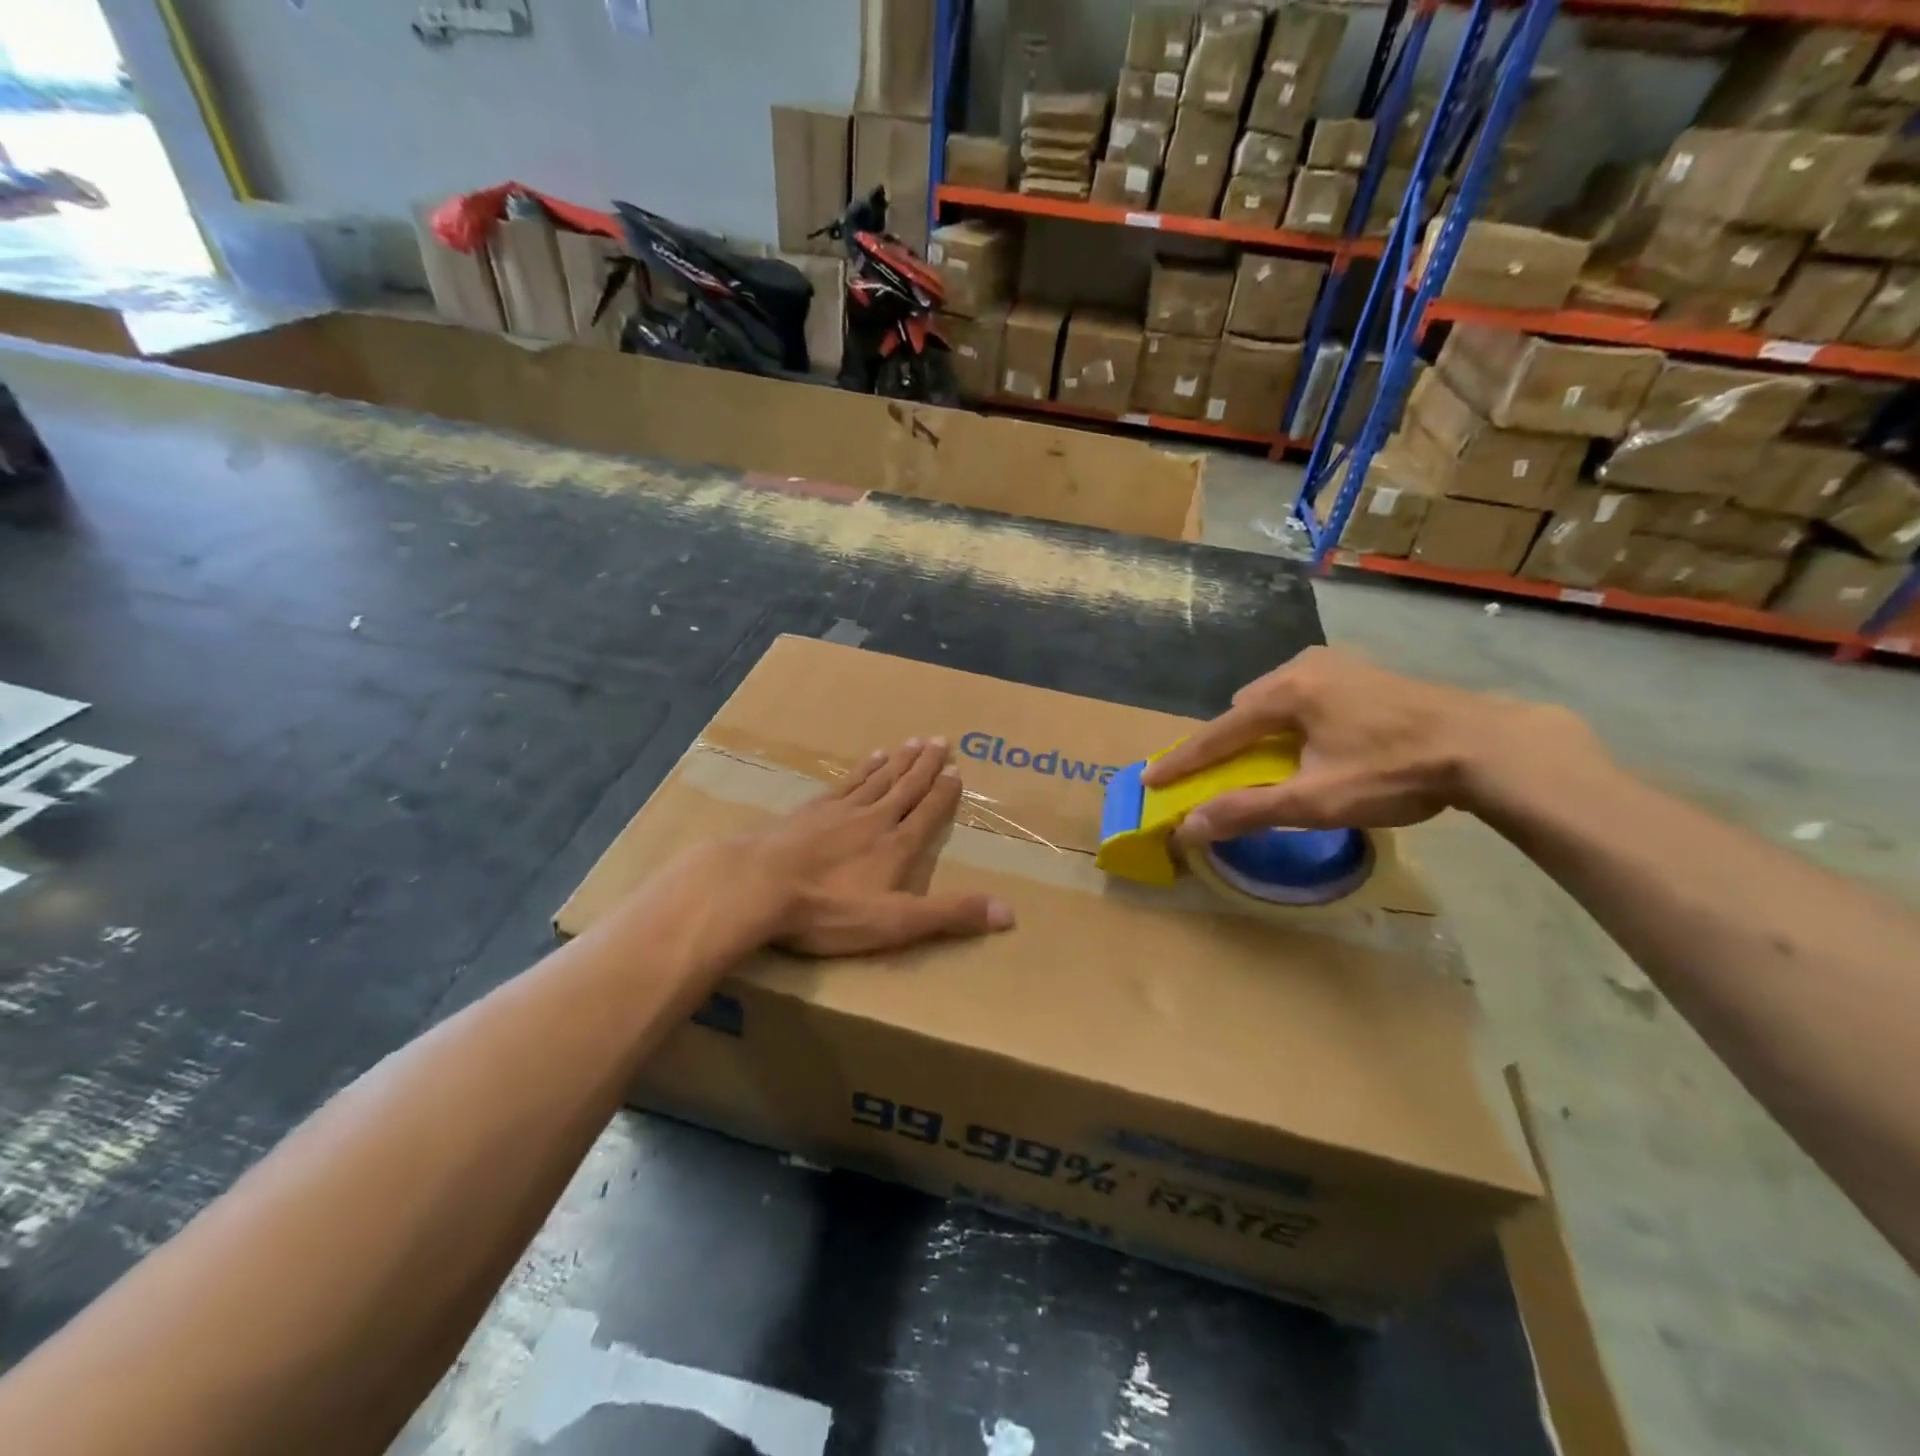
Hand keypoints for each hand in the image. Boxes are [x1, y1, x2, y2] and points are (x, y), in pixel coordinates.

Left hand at [729, 736, 1014, 955]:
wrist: (759, 885)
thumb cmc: (830, 910)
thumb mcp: (897, 922)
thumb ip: (950, 914)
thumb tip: (1009, 913)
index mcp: (897, 845)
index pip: (929, 812)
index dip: (944, 792)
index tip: (957, 769)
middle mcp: (874, 819)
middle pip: (906, 786)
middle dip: (925, 765)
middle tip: (940, 739)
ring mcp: (840, 811)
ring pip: (878, 779)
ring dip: (898, 761)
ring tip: (912, 742)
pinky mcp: (810, 811)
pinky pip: (846, 783)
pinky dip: (862, 770)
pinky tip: (867, 759)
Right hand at [1140, 647, 1594, 841]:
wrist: (1489, 746)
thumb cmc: (1394, 771)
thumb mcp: (1316, 799)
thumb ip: (1248, 810)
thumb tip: (1189, 827)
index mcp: (1286, 692)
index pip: (1217, 732)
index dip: (1182, 761)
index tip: (1150, 780)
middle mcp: (1304, 666)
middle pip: (1245, 709)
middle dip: (1228, 743)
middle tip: (1223, 776)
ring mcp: (1338, 664)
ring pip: (1276, 699)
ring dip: (1263, 731)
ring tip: (1271, 763)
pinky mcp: (1365, 672)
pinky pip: (1307, 695)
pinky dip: (1294, 721)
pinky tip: (1315, 743)